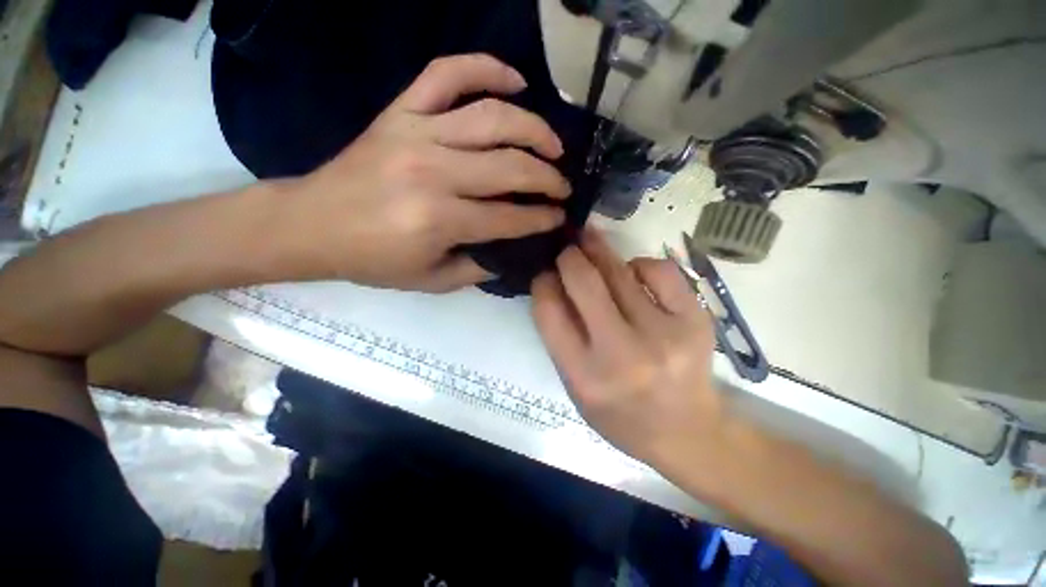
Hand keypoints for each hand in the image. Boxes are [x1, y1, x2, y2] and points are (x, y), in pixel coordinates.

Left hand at [282, 54, 570, 291]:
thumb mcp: (433, 280)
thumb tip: (513, 250)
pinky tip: (514, 81)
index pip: (509, 216)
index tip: (560, 217)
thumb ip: (478, 268)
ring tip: (553, 146)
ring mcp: (417, 132)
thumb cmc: (375, 259)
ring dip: (534, 130)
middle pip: (511, 167)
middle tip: (563, 187)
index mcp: (440, 220)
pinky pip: (447, 73)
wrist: (314, 224)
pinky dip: (486, 68)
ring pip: (492, 117)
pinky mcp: (401, 111)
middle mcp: (434, 171)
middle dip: (548, 179)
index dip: (541, 218)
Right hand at [532, 229, 724, 466]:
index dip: (542, 283)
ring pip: (620, 270)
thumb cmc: (620, 414)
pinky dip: (640, 264)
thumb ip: (560, 335)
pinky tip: (634, 272)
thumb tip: (553, 282)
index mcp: (585, 375)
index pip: (549, 311)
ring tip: (591, 244)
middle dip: (569, 256)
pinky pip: (660, 271)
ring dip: (599, 251)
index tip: (544, 274)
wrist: (687, 432)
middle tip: (567, 248)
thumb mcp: (575, 386)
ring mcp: (665, 335)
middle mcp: (623, 354)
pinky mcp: (696, 321)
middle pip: (584, 282)